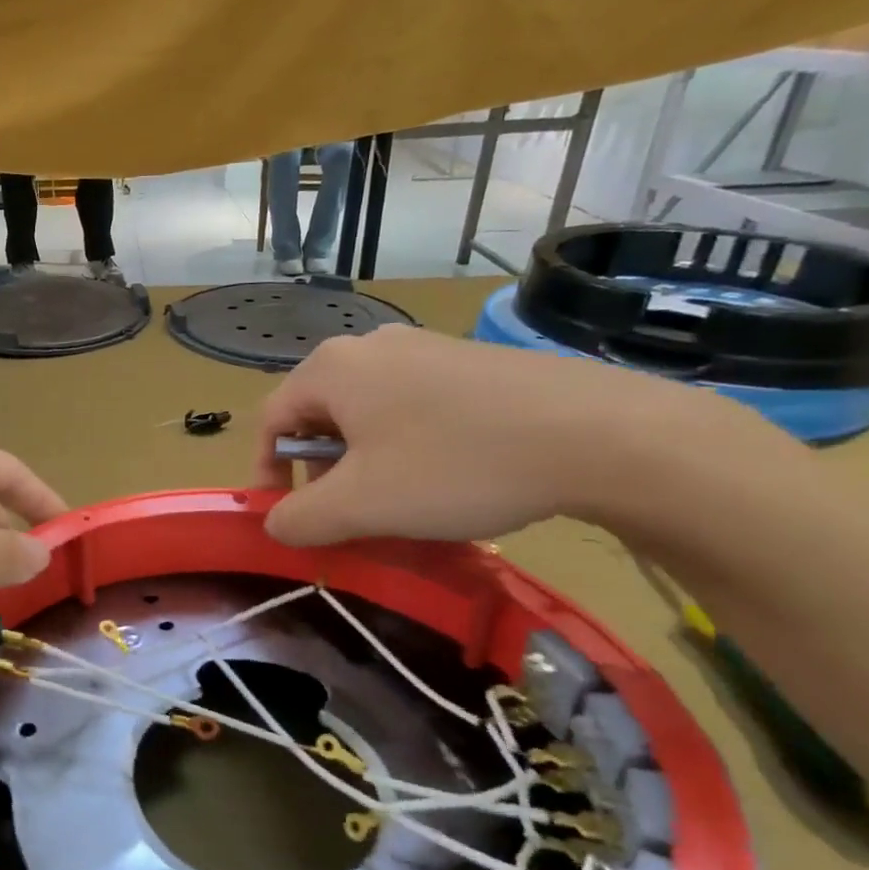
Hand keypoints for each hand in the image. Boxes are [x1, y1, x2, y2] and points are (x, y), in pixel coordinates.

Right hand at [252, 326, 770, 545]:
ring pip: (368, 413)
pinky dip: (408, 447)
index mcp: (331, 369)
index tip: (287, 518)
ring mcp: (425, 348)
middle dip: (320, 472)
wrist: (600, 434)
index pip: (271, 421)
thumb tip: (275, 522)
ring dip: (365, 463)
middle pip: (319, 416)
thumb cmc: (455, 466)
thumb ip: (298, 519)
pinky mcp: (471, 362)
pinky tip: (446, 478)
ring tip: (397, 504)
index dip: (268, 474)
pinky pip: (413, 406)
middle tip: (346, 516)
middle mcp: (370, 346)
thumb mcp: (360, 506)